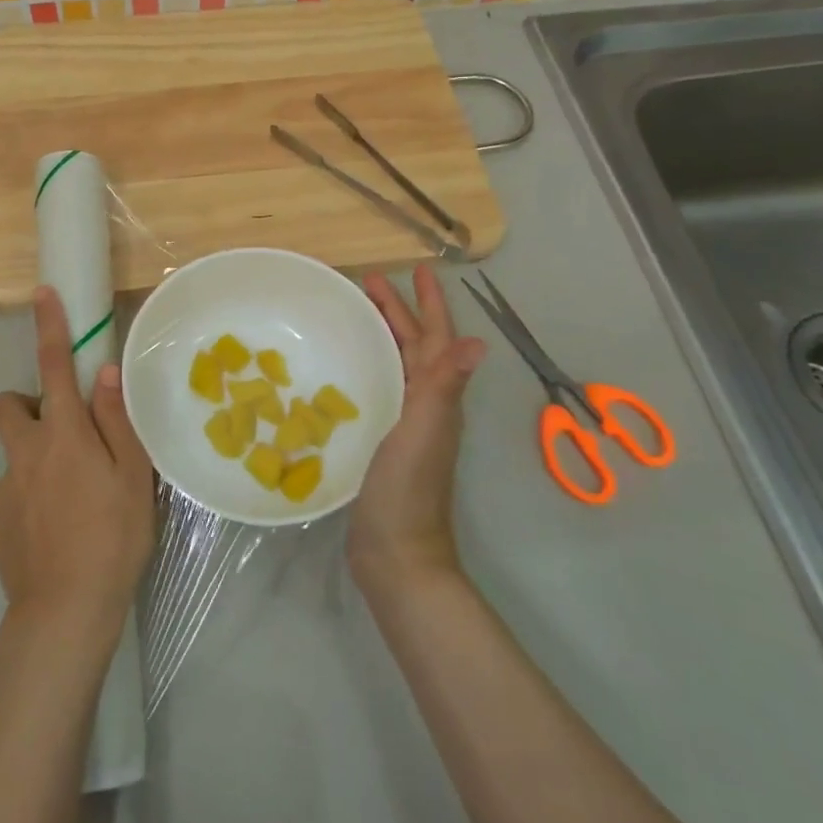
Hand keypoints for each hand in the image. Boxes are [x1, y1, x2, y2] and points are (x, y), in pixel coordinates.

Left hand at [0, 287, 154, 640]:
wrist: (64, 614)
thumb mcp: (133, 478)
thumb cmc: (112, 538)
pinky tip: (54, 534)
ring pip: (15, 456)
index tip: (42, 293)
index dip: (50, 327)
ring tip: (71, 503)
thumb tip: (103, 374)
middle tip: (64, 435)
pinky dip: (30, 501)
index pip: (53, 367)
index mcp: (63, 435)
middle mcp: (24, 453)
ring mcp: (2, 490)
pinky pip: (11, 496)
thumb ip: (117, 421)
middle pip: (8, 406)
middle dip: (28, 405)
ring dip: (36, 461)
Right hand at [349, 265, 485, 592]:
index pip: (435, 337)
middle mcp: (425, 403)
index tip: (417, 269)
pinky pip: (379, 388)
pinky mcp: (383, 440)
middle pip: (414, 345)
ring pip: (397, 364)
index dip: (430, 303)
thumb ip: (444, 387)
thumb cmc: (407, 490)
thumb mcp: (423, 432)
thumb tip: (477, 340)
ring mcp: (405, 422)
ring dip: (383, 334)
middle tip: (368, 282)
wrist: (396, 553)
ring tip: (356, 314)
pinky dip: (368, 366)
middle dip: (397, 311)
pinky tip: (345, 368)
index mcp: (436, 396)